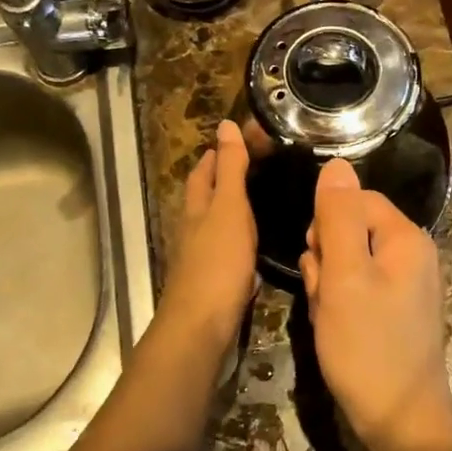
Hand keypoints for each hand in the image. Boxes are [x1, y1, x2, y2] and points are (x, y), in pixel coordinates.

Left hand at [158, 119, 256, 348]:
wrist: (201, 326)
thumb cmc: (218, 262)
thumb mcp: (229, 207)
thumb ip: (230, 169)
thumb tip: (225, 125)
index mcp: (197, 208)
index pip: (203, 172)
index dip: (216, 155)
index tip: (236, 139)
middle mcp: (194, 230)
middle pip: (203, 198)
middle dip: (219, 181)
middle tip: (249, 167)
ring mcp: (201, 259)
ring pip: (214, 225)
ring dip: (229, 211)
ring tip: (257, 202)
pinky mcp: (212, 283)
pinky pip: (226, 252)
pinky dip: (238, 242)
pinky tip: (254, 248)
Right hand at [300, 158, 451, 447]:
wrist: (400, 420)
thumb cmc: (368, 345)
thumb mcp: (344, 276)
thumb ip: (337, 217)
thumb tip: (335, 163)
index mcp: (406, 238)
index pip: (355, 200)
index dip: (326, 224)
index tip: (317, 261)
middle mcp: (412, 254)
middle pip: (351, 230)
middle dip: (326, 259)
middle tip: (324, 296)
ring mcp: (407, 285)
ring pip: (349, 263)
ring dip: (328, 285)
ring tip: (328, 318)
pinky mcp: (397, 311)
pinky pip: (359, 290)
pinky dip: (340, 305)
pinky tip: (336, 330)